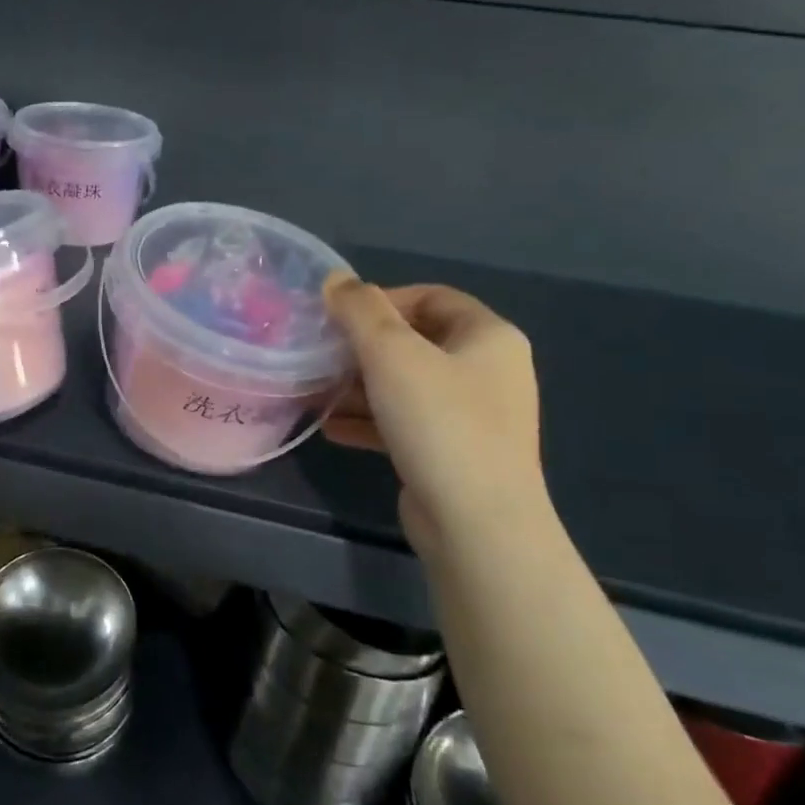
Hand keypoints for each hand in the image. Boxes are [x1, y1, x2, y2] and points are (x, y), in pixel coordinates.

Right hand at [321, 277, 550, 554]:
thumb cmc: (439, 422)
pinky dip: (370, 420)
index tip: (337, 317)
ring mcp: (473, 416)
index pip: (431, 296)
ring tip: (315, 392)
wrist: (477, 523)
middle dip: (362, 347)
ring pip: (406, 385)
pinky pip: (405, 423)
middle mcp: (488, 371)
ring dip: (359, 386)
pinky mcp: (453, 453)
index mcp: (489, 337)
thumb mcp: (391, 354)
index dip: (381, 299)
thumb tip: (336, 280)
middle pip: (415, 342)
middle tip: (320, 354)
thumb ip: (360, 310)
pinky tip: (330, 429)